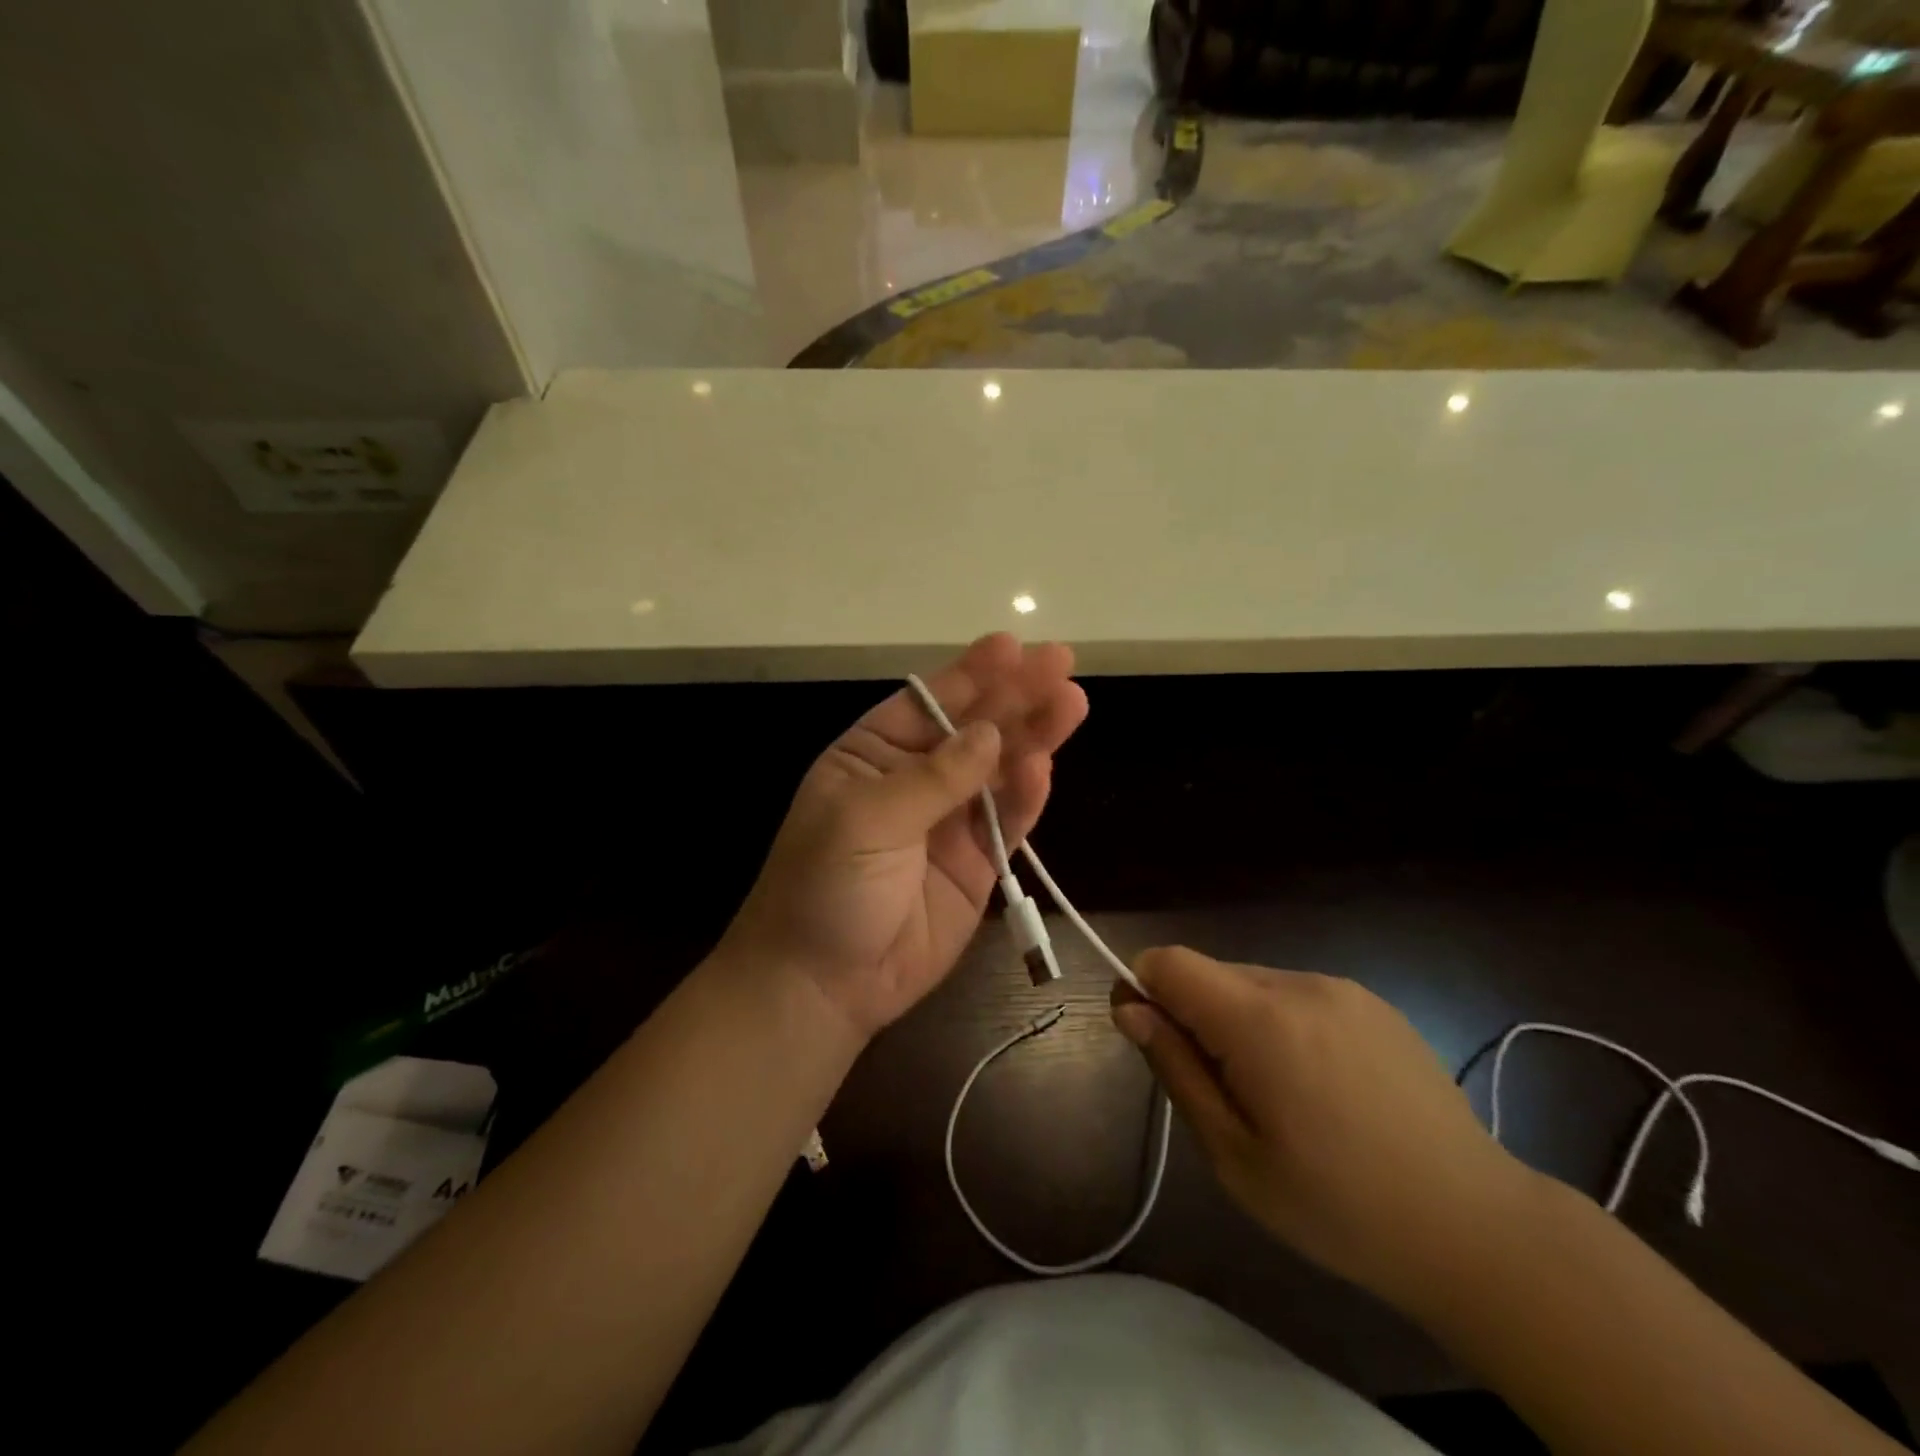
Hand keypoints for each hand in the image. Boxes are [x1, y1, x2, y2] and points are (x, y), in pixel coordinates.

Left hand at [721, 634, 1087, 1040]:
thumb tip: (990, 735)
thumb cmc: (825, 886)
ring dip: (1034, 737)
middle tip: (1061, 663)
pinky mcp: (977, 865)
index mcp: (872, 755)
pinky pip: (1008, 822)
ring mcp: (949, 822)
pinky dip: (1027, 796)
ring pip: (999, 770)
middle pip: (973, 729)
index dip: (970, 674)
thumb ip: (933, 776)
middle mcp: (914, 779)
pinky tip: (1045, 767)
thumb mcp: (866, 819)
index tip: (1011, 646)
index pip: (927, 703)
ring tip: (1071, 703)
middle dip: (1014, 696)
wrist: (824, 984)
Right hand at [1112, 947, 1534, 1307]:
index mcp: (1260, 1020)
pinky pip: (1297, 995)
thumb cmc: (1338, 1207)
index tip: (1148, 1037)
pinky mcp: (1373, 1003)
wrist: (1476, 1228)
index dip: (1143, 987)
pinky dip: (1282, 1024)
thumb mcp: (1233, 1155)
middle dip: (1194, 1016)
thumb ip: (1176, 1069)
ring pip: (1253, 983)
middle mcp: (1299, 984)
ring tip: (1278, 1096)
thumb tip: (1130, 1008)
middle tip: (1221, 1093)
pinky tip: (1320, 1085)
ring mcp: (1342, 989)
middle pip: (1211, 973)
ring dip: (1239, 1021)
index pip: (1169, 961)